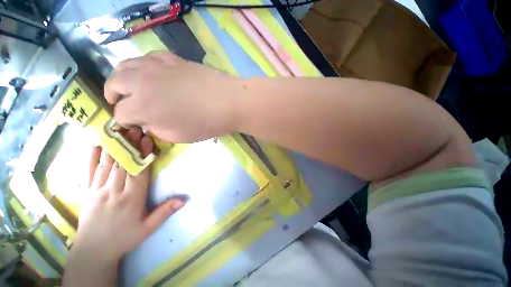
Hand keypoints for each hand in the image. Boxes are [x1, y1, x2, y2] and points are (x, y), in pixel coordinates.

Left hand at [73, 127, 183, 262]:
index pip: (138, 172)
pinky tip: (95, 145)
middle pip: (122, 164)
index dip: (143, 155)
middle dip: (129, 145)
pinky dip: (91, 158)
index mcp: (131, 199)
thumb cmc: (124, 238)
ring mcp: (97, 190)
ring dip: (113, 146)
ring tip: (118, 131)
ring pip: (106, 164)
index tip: (146, 140)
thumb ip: (165, 212)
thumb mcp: (148, 228)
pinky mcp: (86, 192)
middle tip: (135, 128)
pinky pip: (88, 172)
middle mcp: (113, 191)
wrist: (93, 251)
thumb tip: (184, 199)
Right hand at [104, 51, 240, 142]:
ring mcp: (157, 66)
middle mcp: (142, 82)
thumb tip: (148, 121)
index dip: (124, 121)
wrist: (228, 102)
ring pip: (126, 65)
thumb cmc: (206, 123)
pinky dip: (143, 66)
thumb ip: (156, 129)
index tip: (131, 124)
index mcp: (142, 107)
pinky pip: (148, 57)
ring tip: (129, 85)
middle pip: (115, 83)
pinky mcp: (172, 59)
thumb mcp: (178, 136)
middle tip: (120, 102)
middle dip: (113, 94)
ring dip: (123, 77)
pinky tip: (151, 73)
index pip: (121, 113)